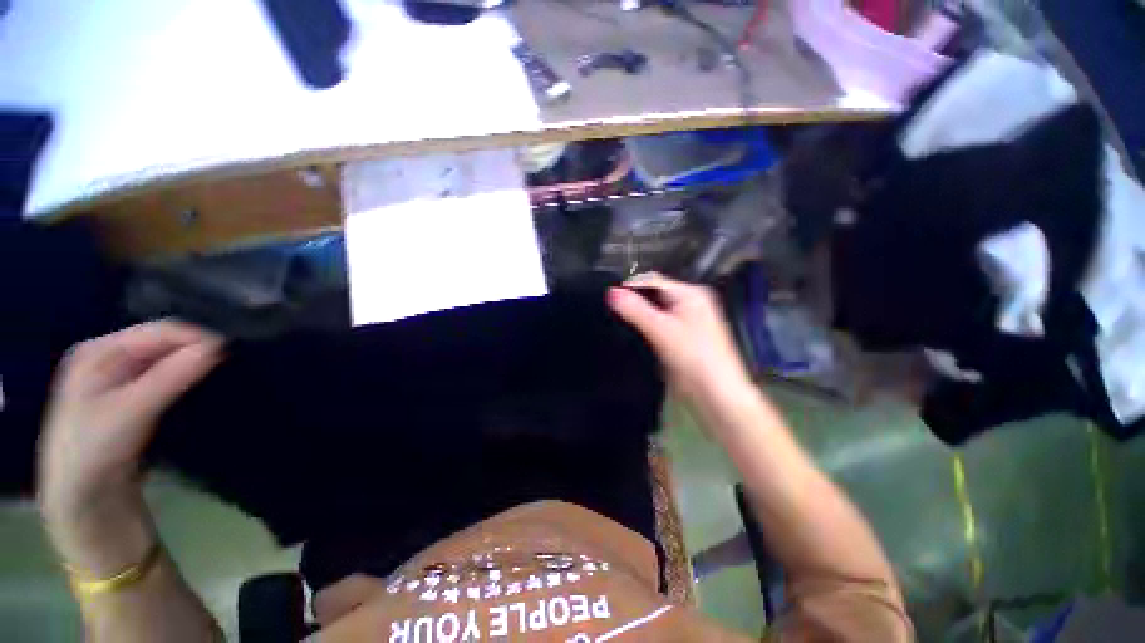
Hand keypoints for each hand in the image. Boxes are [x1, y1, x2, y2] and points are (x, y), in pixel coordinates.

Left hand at [38, 321, 221, 571]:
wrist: (84, 504)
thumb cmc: (94, 453)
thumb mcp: (129, 414)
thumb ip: (170, 377)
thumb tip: (219, 346)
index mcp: (100, 350)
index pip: (160, 330)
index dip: (198, 336)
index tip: (236, 350)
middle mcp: (110, 357)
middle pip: (165, 343)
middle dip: (198, 349)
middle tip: (237, 360)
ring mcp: (122, 379)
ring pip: (170, 360)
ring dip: (197, 365)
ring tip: (229, 371)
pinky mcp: (135, 399)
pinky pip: (169, 378)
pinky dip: (190, 379)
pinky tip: (207, 386)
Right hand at [607, 272, 751, 402]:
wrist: (716, 393)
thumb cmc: (694, 357)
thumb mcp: (661, 330)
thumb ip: (635, 310)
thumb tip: (611, 293)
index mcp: (691, 294)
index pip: (653, 280)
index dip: (630, 286)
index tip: (609, 296)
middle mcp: (691, 303)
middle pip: (655, 294)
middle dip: (634, 300)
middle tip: (612, 308)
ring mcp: (689, 321)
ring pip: (657, 310)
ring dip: (640, 314)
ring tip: (619, 319)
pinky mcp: (684, 338)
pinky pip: (661, 324)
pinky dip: (648, 326)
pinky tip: (636, 333)